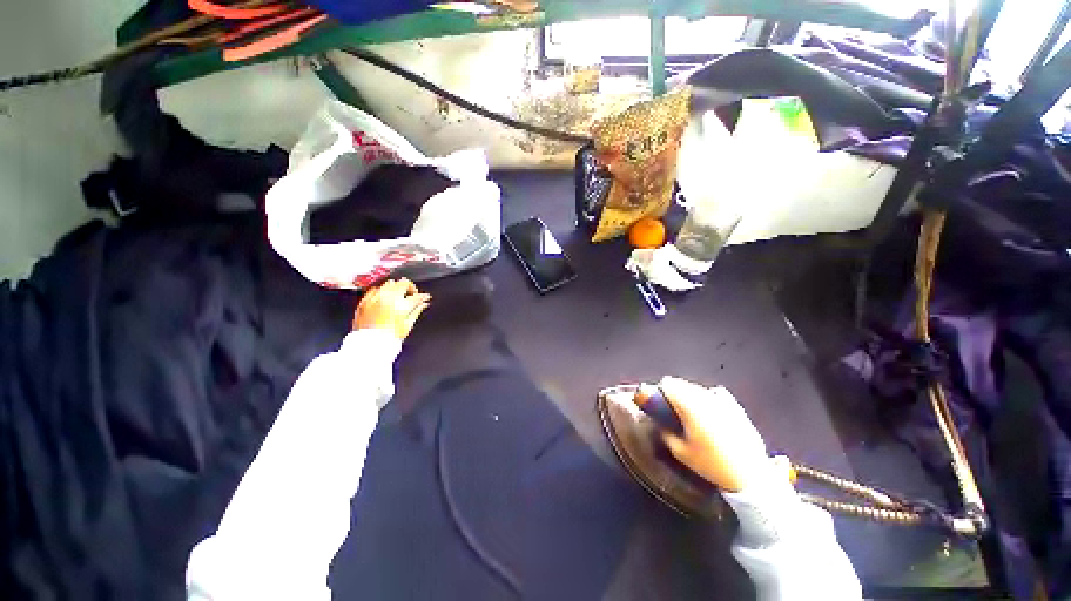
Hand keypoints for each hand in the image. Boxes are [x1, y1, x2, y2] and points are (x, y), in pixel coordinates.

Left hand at [352, 278, 431, 341]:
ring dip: (396, 288)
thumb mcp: (407, 325)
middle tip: (412, 295)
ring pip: (389, 283)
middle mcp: (387, 298)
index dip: (423, 296)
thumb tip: (424, 304)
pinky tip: (384, 298)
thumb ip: (417, 311)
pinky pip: (375, 289)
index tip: (425, 297)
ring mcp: (374, 298)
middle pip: (403, 283)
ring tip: (398, 296)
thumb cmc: (388, 338)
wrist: (368, 345)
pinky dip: (382, 292)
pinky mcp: (365, 301)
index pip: (416, 296)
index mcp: (400, 305)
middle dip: (410, 288)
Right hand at [644, 376, 768, 492]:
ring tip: (689, 409)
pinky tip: (709, 409)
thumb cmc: (712, 465)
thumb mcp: (681, 453)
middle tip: (671, 406)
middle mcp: (706, 399)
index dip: (661, 390)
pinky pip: (717, 394)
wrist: (750, 476)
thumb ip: (666, 434)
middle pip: (684, 384)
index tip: (657, 400)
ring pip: (700, 388)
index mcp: (690, 407)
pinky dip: (709, 398)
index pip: (670, 385)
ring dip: (690, 394)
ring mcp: (723, 402)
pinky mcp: (737, 408)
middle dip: (675, 391)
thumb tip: (660, 424)